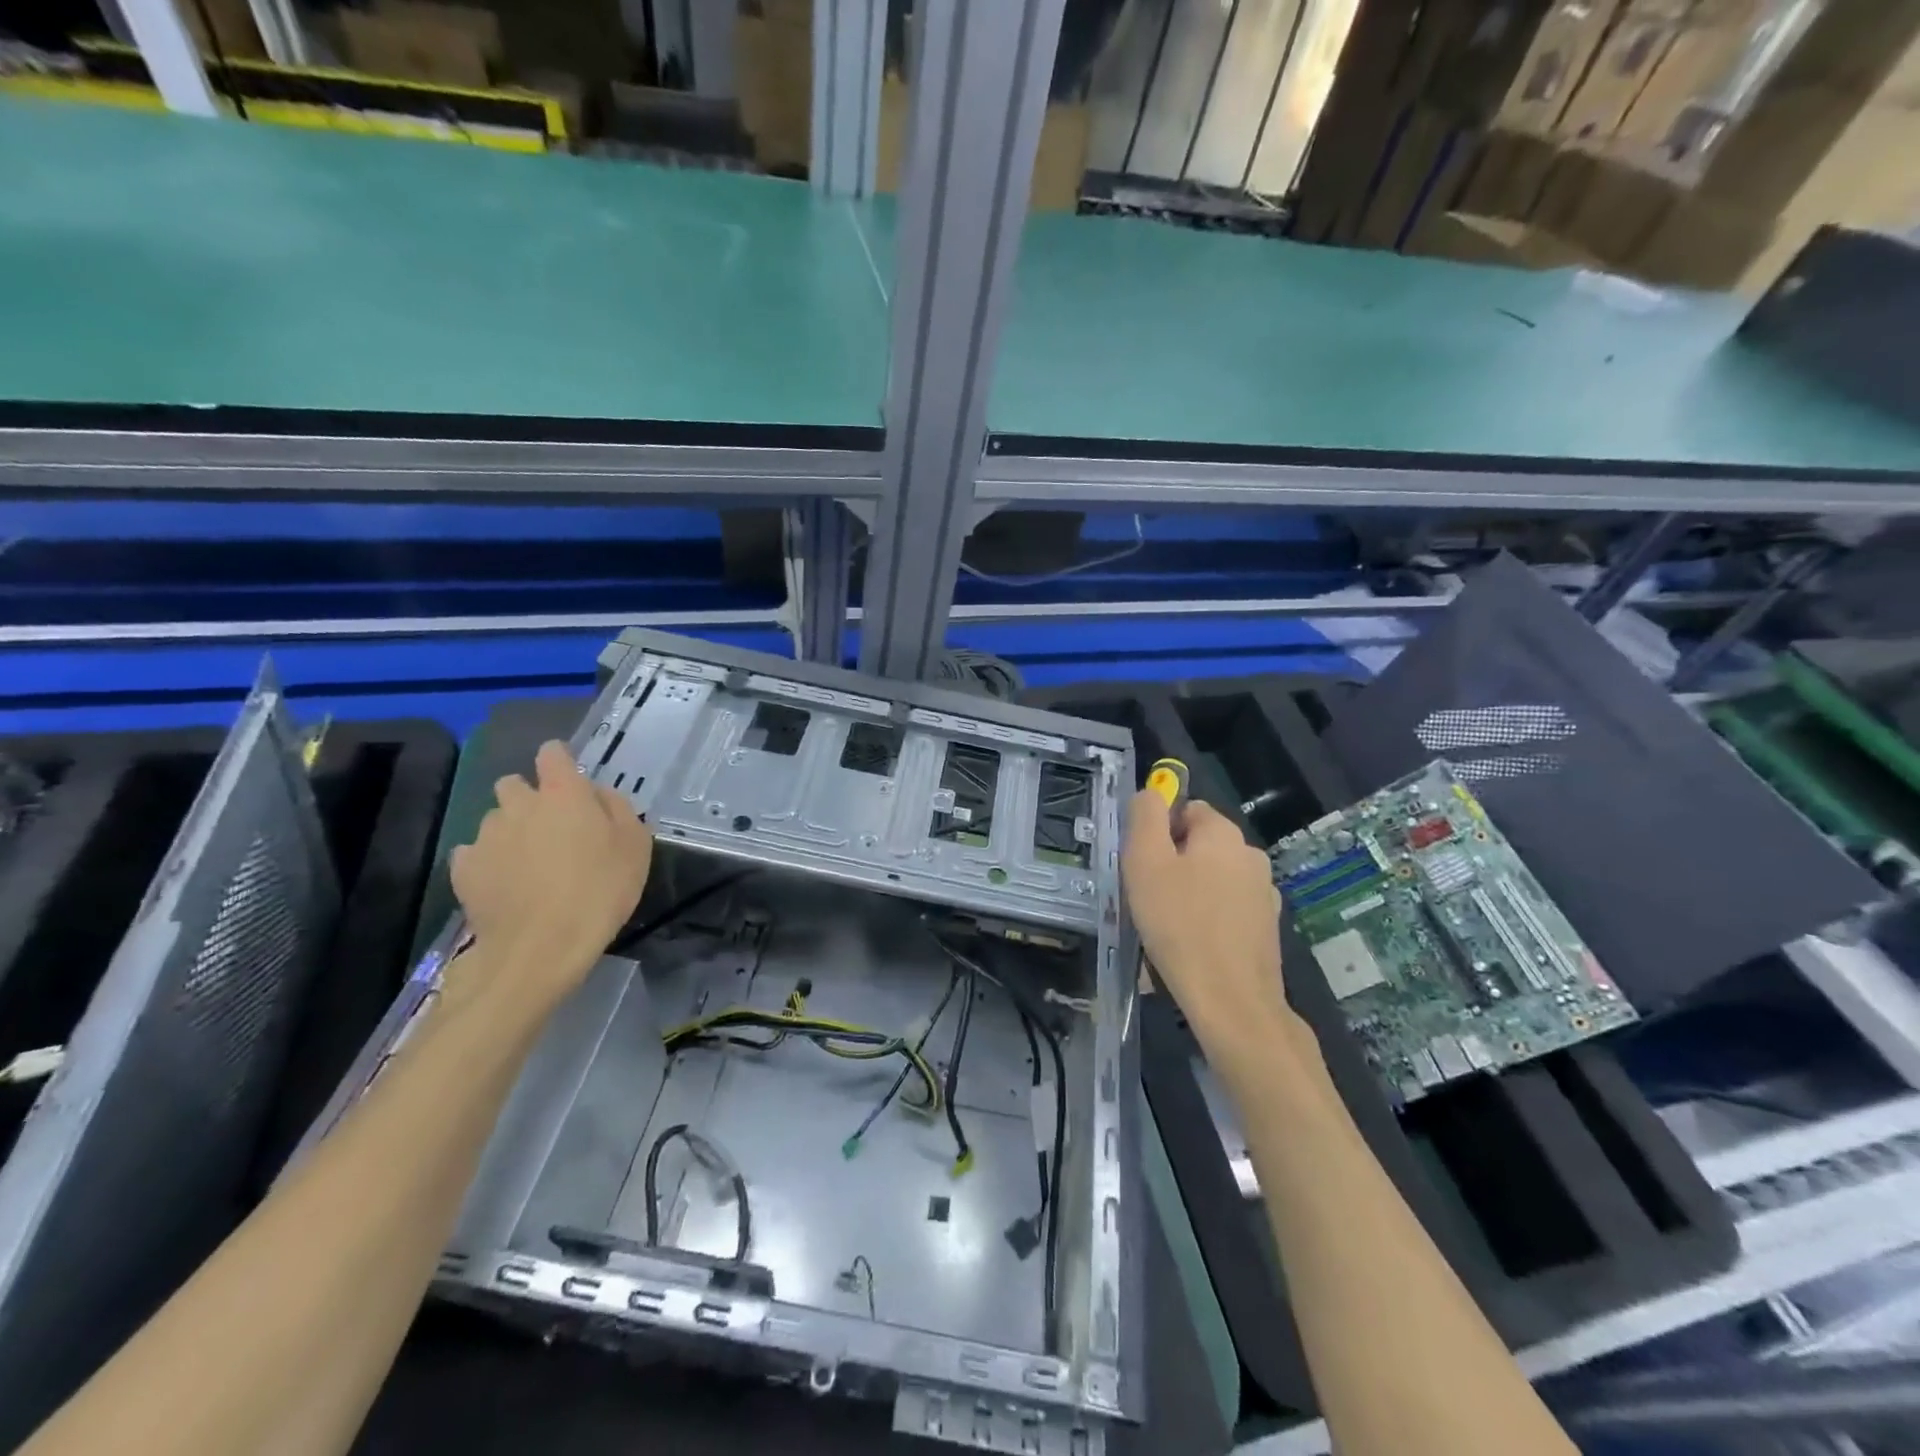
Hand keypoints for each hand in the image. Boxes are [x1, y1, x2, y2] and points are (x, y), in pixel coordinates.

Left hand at [451, 741, 652, 1002]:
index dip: (560, 762)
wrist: (540, 947)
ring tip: (529, 864)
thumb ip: (618, 809)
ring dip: (510, 831)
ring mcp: (486, 836)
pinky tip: (506, 884)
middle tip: (552, 829)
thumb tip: (599, 795)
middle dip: (529, 798)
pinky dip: (488, 862)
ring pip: (495, 819)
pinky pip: (474, 853)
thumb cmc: (600, 890)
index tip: (571, 782)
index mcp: (563, 793)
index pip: (552, 752)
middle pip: (514, 783)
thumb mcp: (636, 846)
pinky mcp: (464, 868)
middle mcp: (519, 804)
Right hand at [1122, 792, 1312, 1072]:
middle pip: (1199, 846)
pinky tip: (1190, 949)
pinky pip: (1226, 911)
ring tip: (1165, 929)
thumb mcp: (1145, 862)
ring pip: (1212, 880)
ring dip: (1188, 894)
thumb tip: (1151, 792)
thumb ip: (1145, 816)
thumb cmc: (1179, 925)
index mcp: (1223, 833)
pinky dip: (1207, 921)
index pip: (1186, 810)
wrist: (1231, 1001)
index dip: (1158, 833)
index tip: (1142, 866)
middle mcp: (1251, 855)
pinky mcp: (1266, 928)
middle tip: (1147, 898)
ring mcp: (1263, 894)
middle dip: (1172, 866)